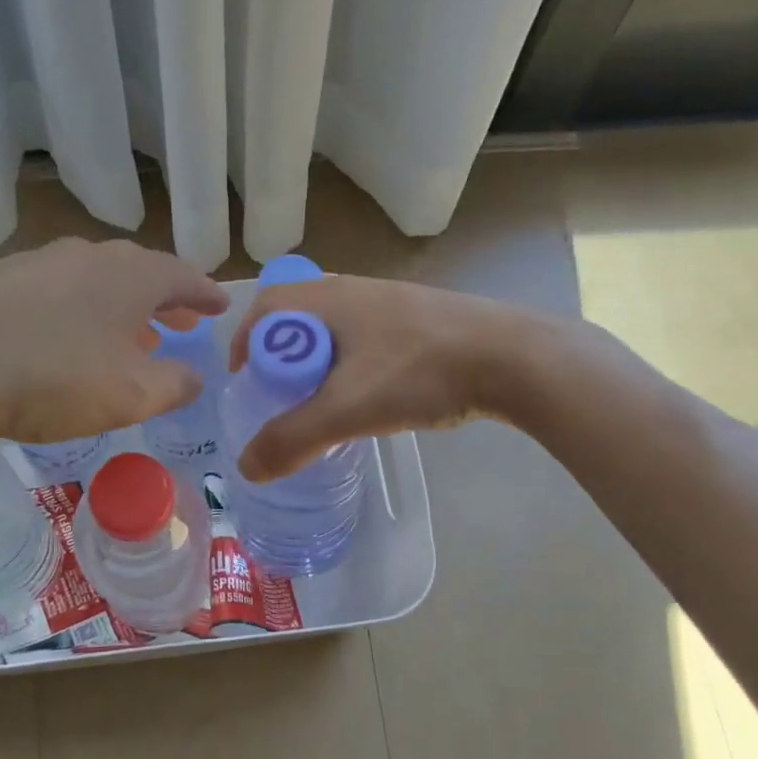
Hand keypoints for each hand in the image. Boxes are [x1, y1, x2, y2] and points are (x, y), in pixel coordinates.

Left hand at [0, 236, 229, 449]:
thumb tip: (194, 378)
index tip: (222, 306)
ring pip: (95, 281)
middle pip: (140, 273)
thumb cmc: (55, 378)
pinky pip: (56, 292)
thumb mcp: (132, 394)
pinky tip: (66, 339)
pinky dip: (77, 312)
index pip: (184, 276)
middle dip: (164, 299)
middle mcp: (88, 257)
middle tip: (182, 320)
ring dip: (119, 307)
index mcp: (130, 276)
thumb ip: (174, 385)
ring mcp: (39, 263)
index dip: (206, 294)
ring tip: (129, 335)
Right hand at [227, 275, 530, 480]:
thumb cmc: (420, 372)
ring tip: (323, 404)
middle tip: (280, 398)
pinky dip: (352, 366)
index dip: (245, 341)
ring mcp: (391, 303)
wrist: (514, 359)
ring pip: (335, 331)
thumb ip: (292, 439)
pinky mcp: (420, 320)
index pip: (267, 306)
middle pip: (298, 318)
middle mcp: (355, 290)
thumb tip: (246, 468)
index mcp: (329, 298)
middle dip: (281, 358)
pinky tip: (372, 397)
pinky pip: (367, 339)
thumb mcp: (348, 410)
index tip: (243, 380)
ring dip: (319, 364)